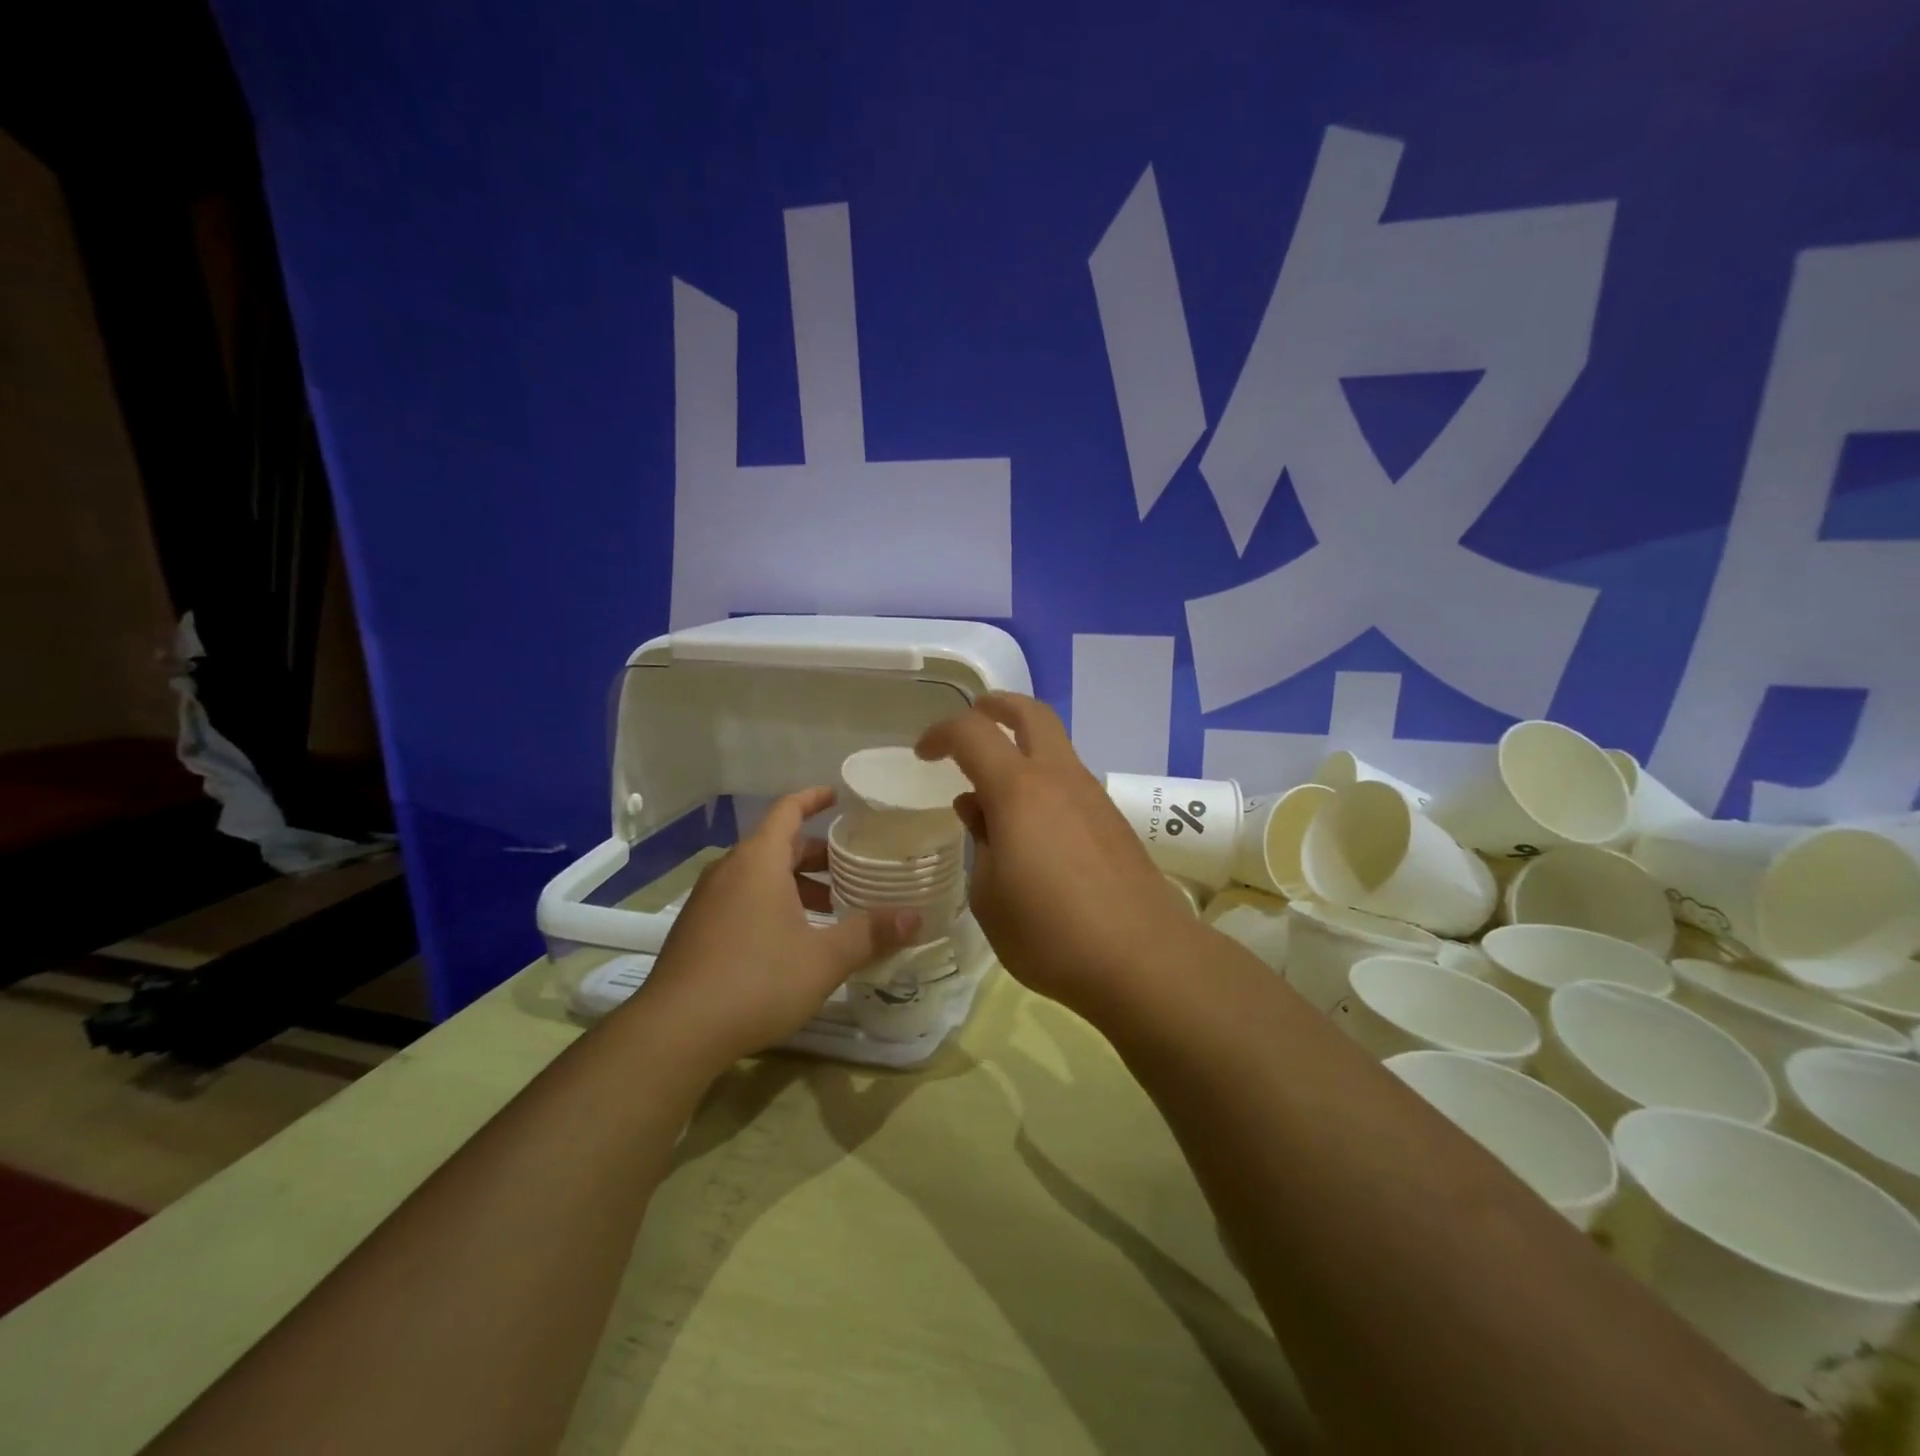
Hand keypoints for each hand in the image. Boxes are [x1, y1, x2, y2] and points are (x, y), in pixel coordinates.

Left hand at [633, 788, 917, 1068]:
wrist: (675, 1032)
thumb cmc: (756, 980)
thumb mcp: (824, 959)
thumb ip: (870, 934)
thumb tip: (916, 917)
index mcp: (758, 861)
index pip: (787, 810)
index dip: (814, 798)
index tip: (839, 796)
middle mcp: (729, 871)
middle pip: (777, 846)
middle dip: (817, 855)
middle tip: (853, 869)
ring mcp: (707, 901)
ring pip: (759, 877)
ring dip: (795, 885)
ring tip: (831, 910)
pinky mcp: (696, 930)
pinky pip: (742, 900)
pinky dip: (772, 904)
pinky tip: (793, 940)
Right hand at [915, 695, 1205, 1019]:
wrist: (1143, 959)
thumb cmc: (1050, 933)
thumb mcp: (990, 897)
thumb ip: (979, 842)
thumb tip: (977, 809)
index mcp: (1019, 791)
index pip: (972, 733)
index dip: (940, 733)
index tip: (923, 754)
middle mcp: (1059, 778)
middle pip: (1031, 713)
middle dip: (996, 706)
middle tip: (973, 718)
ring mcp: (1093, 796)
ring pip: (1055, 746)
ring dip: (1023, 747)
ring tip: (996, 789)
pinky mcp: (1113, 820)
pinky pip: (1070, 780)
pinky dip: (1043, 780)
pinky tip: (1033, 825)